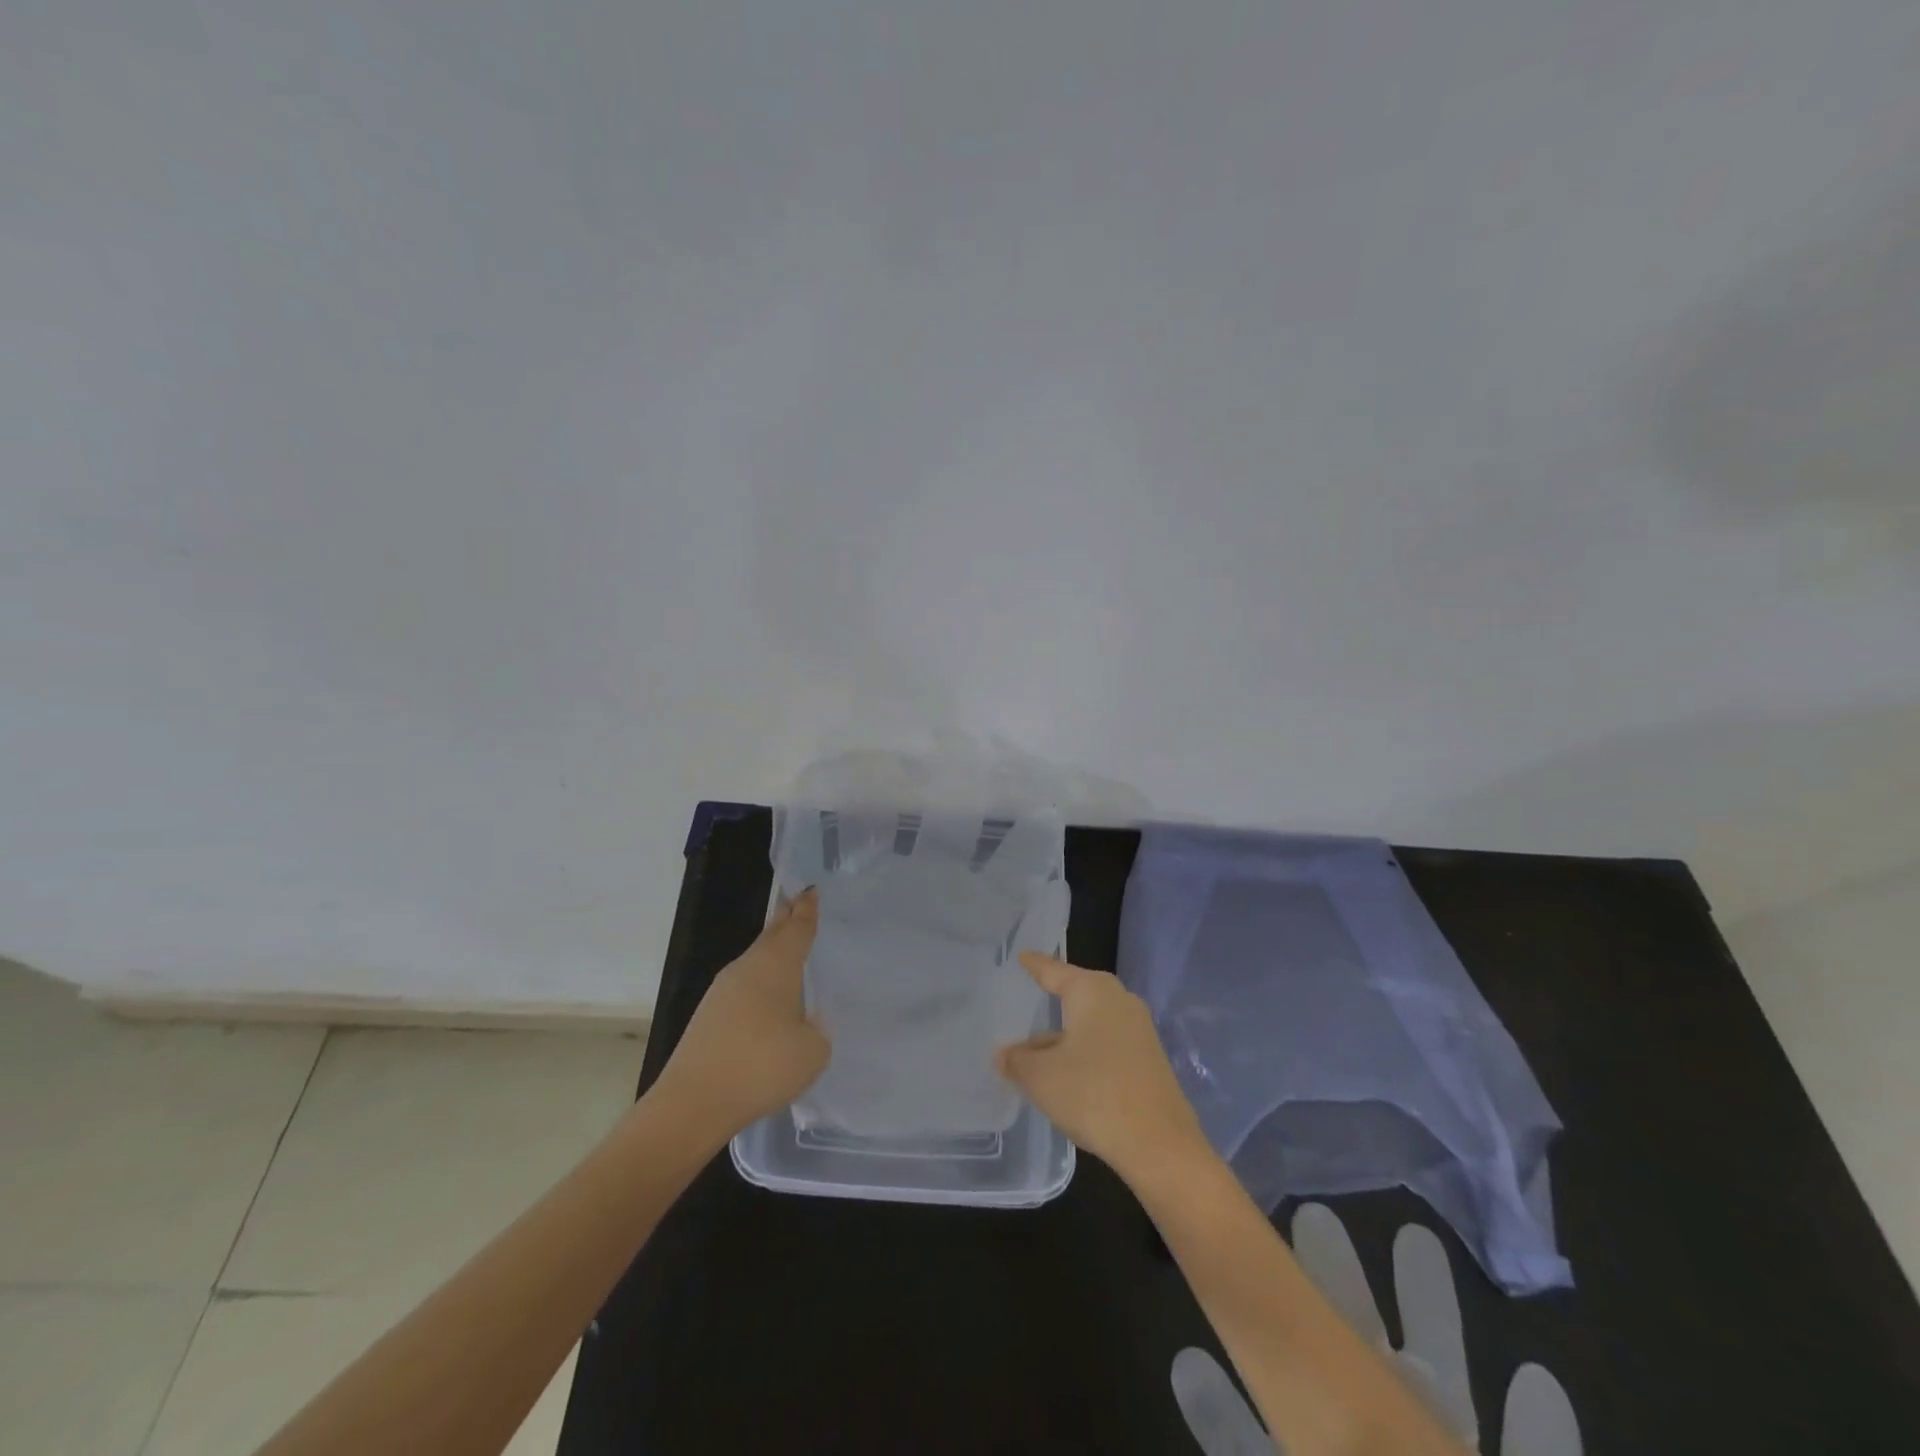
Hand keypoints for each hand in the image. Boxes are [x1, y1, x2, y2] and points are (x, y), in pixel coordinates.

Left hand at [654, 889, 830, 1140]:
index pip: (796, 928)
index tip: (811, 890)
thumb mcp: (812, 1051)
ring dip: (772, 952)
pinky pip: (743, 986)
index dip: (807, 910)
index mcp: (776, 965)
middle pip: (771, 936)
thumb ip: (816, 1029)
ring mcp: (722, 991)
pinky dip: (760, 982)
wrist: (692, 1104)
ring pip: (755, 960)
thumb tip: (803, 1022)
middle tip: (799, 904)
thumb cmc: (761, 1067)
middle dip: (786, 920)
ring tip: (789, 950)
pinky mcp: (708, 1017)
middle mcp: (747, 968)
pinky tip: (768, 999)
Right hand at [995, 952, 1203, 1176]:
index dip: (1035, 965)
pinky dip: (1083, 1052)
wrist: (1159, 1144)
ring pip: (1090, 1023)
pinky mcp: (1148, 1059)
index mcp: (1092, 990)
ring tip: (1034, 1048)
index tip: (1021, 956)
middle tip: (1026, 999)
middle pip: (1076, 995)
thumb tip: (1003, 1056)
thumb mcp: (1041, 1077)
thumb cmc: (1092, 1094)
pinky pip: (1106, 1044)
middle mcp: (1118, 1000)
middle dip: (1051, 1001)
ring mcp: (1138, 1030)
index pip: (1054, 971)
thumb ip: (1017, 1061)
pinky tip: (1066, 1073)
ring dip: (1064, 1036)